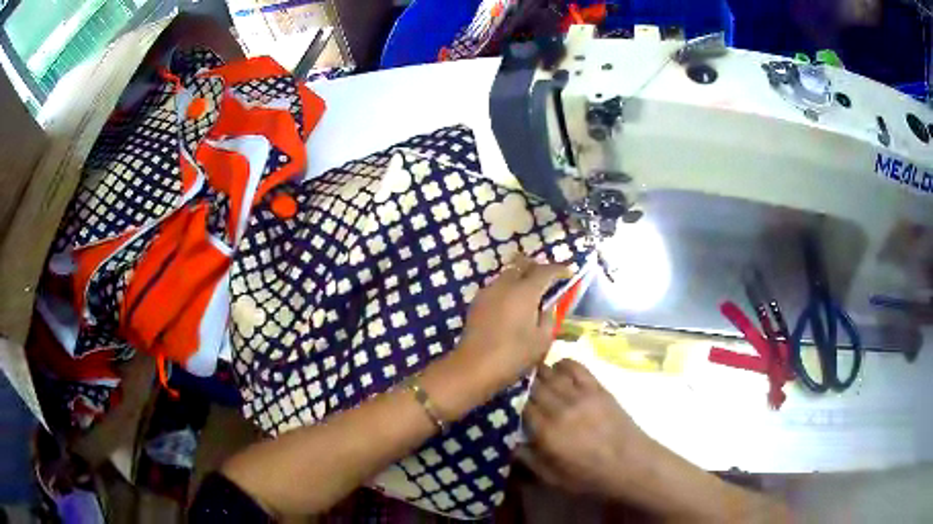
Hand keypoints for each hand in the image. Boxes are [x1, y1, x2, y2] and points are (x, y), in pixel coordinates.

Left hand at [456, 255, 570, 391]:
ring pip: (507, 275)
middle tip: (547, 278)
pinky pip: (497, 288)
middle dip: (536, 267)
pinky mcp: (477, 303)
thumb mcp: (542, 340)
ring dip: (520, 277)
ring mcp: (488, 292)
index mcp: (525, 291)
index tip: (569, 272)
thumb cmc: (513, 355)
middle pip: (522, 264)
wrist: (473, 367)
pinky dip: (508, 289)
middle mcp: (505, 285)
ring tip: (530, 292)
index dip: (559, 269)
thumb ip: (549, 319)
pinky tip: (512, 305)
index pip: (545, 270)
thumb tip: (547, 307)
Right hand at [518, 359, 655, 498]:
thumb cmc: (589, 476)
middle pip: (531, 385)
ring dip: (537, 373)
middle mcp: (560, 407)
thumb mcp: (551, 477)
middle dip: (519, 385)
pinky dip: (562, 364)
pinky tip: (557, 370)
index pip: (518, 405)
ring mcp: (580, 394)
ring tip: (530, 377)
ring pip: (550, 372)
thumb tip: (507, 441)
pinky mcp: (597, 387)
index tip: (500, 401)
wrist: (630, 463)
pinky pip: (575, 366)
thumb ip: (526, 459)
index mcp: (547, 431)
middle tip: (510, 387)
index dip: (507, 401)